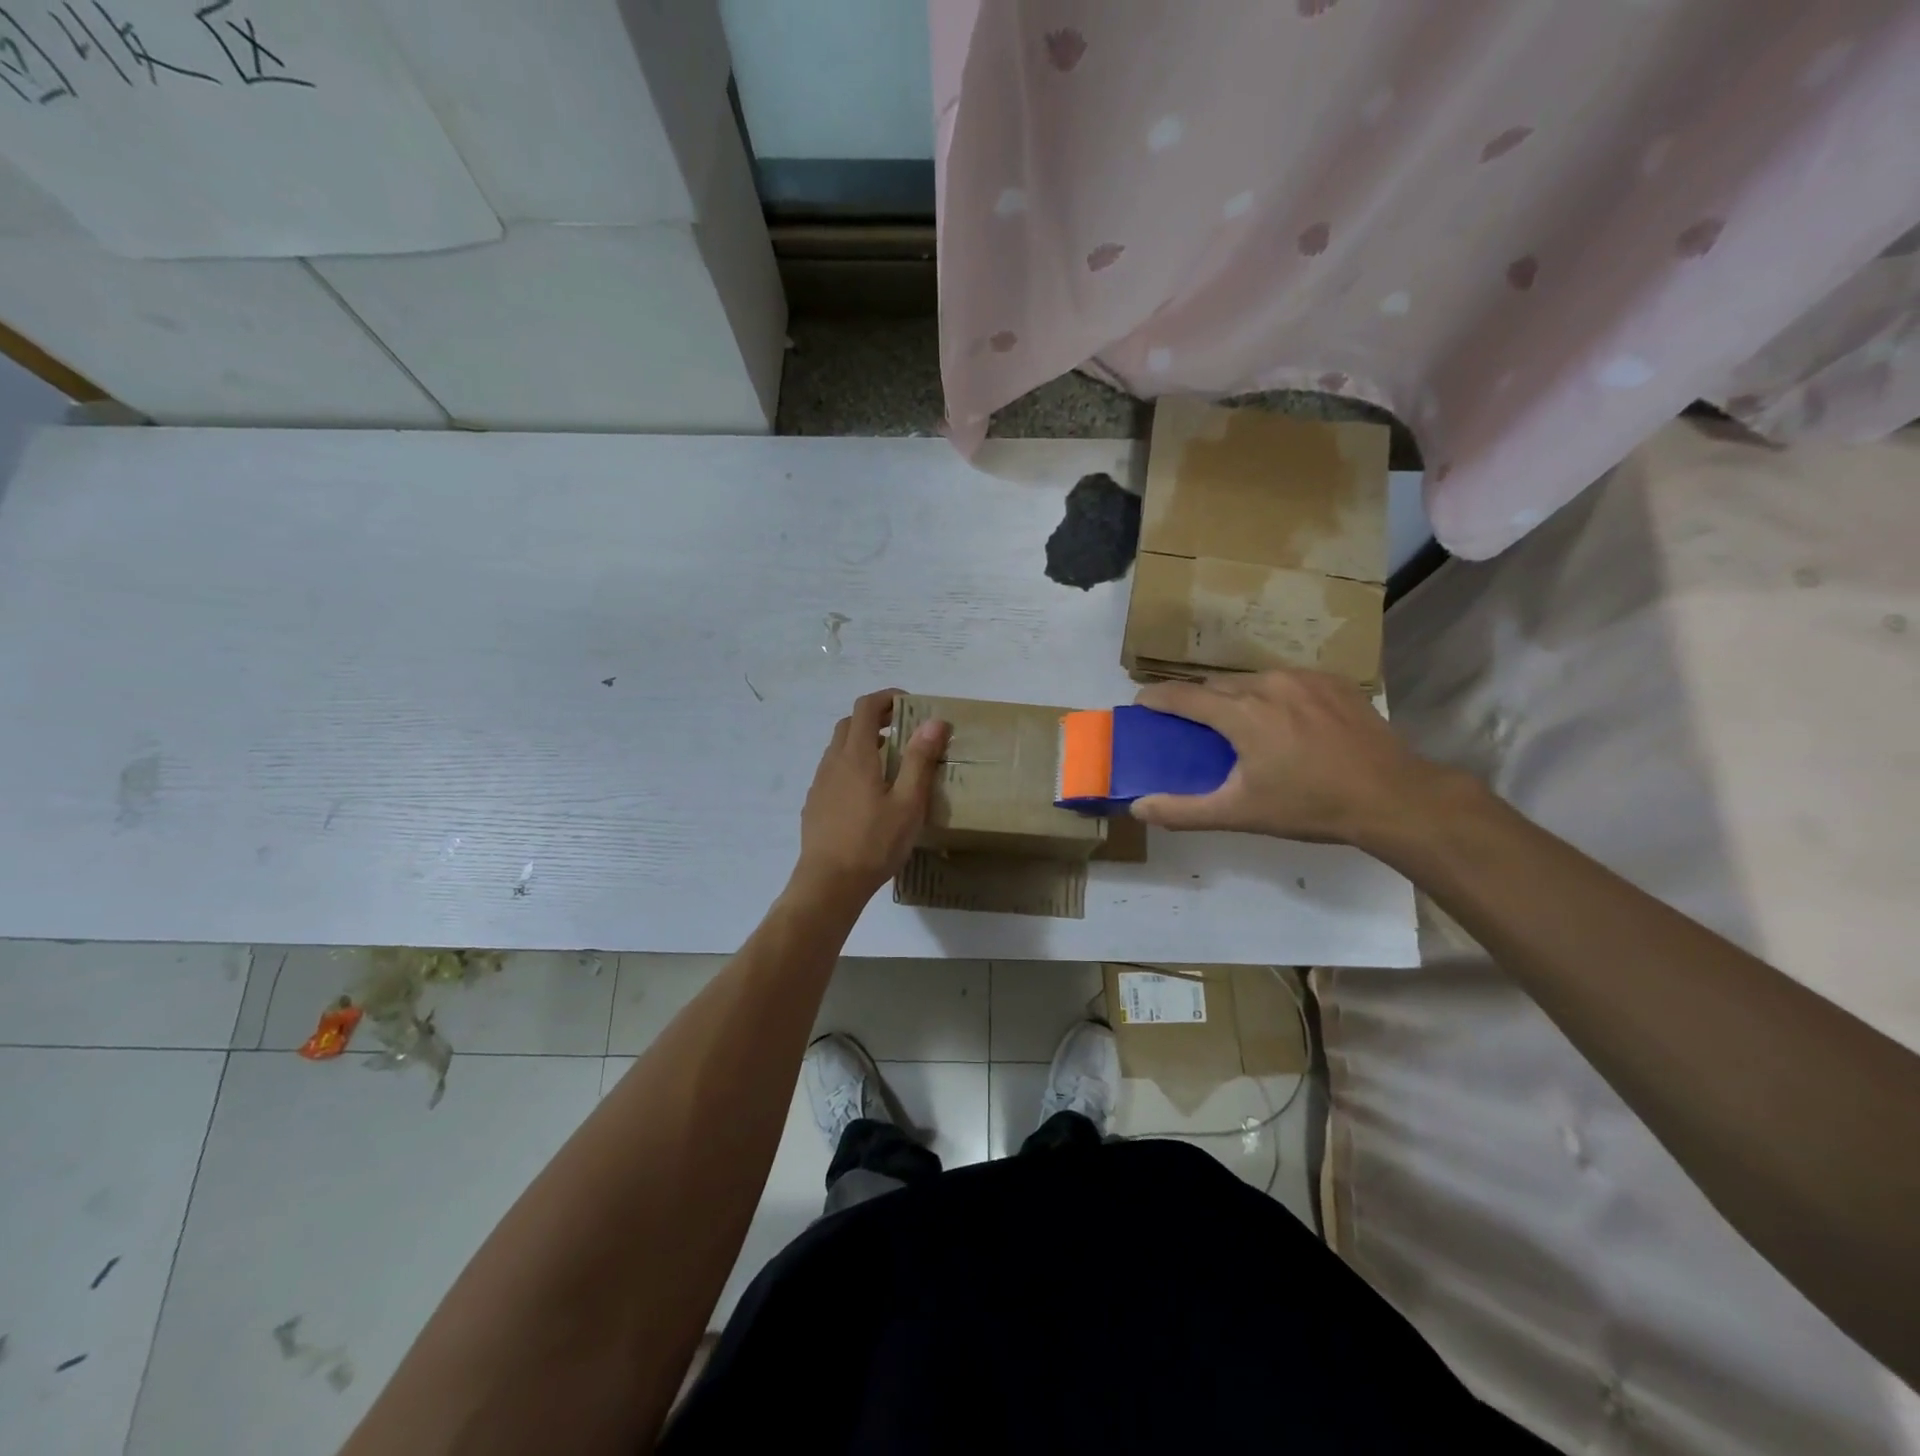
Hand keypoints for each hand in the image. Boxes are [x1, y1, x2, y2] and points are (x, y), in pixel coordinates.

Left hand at [791, 688, 950, 904]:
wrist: (829, 883)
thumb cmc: (874, 842)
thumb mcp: (908, 802)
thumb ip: (919, 760)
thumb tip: (934, 722)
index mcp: (856, 756)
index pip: (865, 707)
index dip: (886, 698)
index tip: (909, 704)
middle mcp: (833, 762)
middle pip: (849, 724)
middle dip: (875, 718)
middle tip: (903, 730)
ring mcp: (819, 783)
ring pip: (838, 749)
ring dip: (862, 743)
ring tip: (889, 762)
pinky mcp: (814, 804)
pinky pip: (833, 772)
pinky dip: (851, 766)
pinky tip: (867, 793)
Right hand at [1130, 669, 1456, 847]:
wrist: (1391, 796)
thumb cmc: (1309, 806)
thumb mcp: (1240, 813)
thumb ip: (1184, 810)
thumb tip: (1137, 808)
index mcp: (1241, 713)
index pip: (1182, 696)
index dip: (1156, 698)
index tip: (1141, 705)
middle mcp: (1268, 684)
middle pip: (1216, 685)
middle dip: (1196, 701)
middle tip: (1191, 726)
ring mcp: (1304, 678)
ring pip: (1251, 680)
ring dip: (1235, 697)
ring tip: (1238, 724)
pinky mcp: (1332, 681)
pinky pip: (1286, 680)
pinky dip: (1272, 695)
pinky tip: (1283, 720)